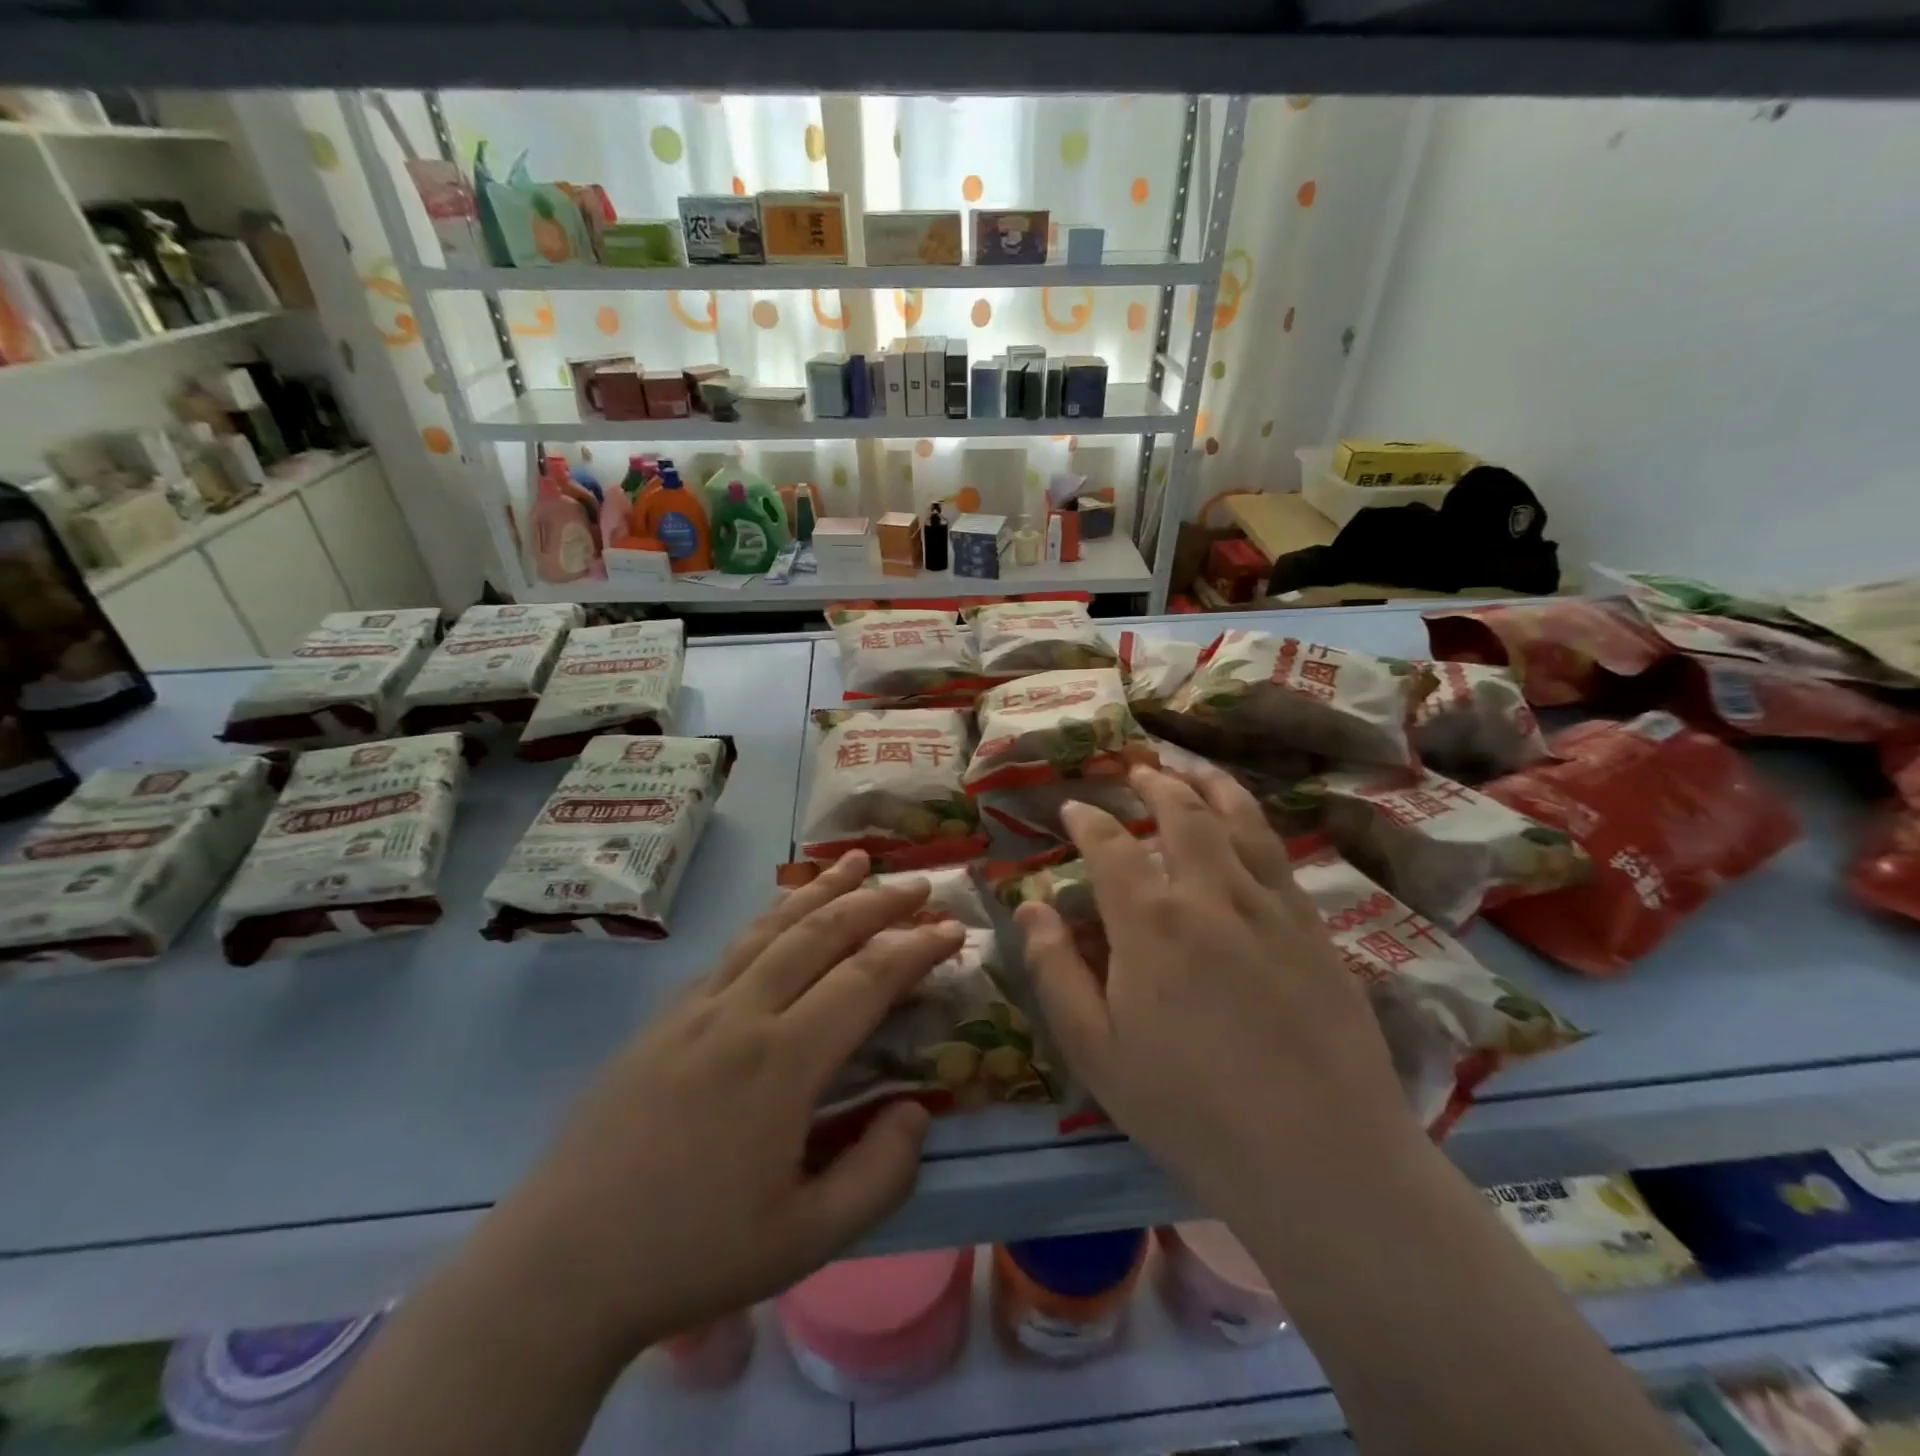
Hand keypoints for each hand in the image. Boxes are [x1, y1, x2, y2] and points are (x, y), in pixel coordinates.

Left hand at [479, 852, 961, 1358]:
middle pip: (822, 933)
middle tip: (920, 883)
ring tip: (857, 861)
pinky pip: (733, 948)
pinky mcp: (665, 1015)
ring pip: (773, 927)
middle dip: (878, 902)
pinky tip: (785, 914)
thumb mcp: (805, 1240)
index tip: (953, 929)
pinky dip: (773, 917)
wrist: (560, 1265)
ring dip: (822, 890)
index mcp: (782, 1063)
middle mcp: (742, 1014)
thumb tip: (916, 1111)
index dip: (916, 948)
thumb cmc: (691, 1254)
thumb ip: (878, 1175)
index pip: (866, 979)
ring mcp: (697, 1007)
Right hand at [1015, 764, 1424, 1224]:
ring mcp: (1270, 905)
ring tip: (1193, 769)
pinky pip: (1280, 854)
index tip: (1073, 807)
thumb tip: (1030, 905)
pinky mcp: (1314, 927)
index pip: (1110, 845)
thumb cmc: (1189, 1108)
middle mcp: (1210, 893)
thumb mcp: (1096, 1050)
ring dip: (1211, 786)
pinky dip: (1255, 823)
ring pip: (1239, 820)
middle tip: (1137, 770)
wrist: (1319, 1155)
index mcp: (1150, 921)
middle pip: (1181, 813)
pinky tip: (1249, 826)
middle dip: (1154, 783)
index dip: (1087, 820)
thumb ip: (1055, 971)